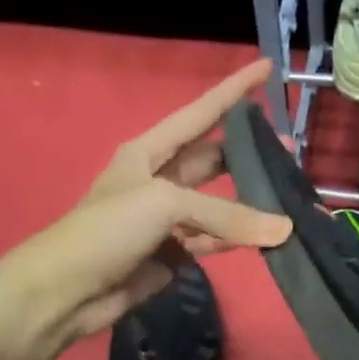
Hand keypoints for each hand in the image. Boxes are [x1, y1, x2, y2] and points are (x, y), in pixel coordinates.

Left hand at [0, 60, 291, 355]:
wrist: (67, 291)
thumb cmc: (106, 230)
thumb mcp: (164, 206)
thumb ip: (227, 215)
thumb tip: (284, 230)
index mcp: (149, 151)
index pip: (201, 112)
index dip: (234, 90)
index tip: (268, 68)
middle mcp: (160, 179)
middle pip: (214, 159)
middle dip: (250, 152)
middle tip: (292, 149)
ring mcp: (168, 219)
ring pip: (220, 204)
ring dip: (250, 201)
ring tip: (289, 194)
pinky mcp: (175, 253)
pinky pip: (215, 240)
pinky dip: (238, 239)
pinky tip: (264, 237)